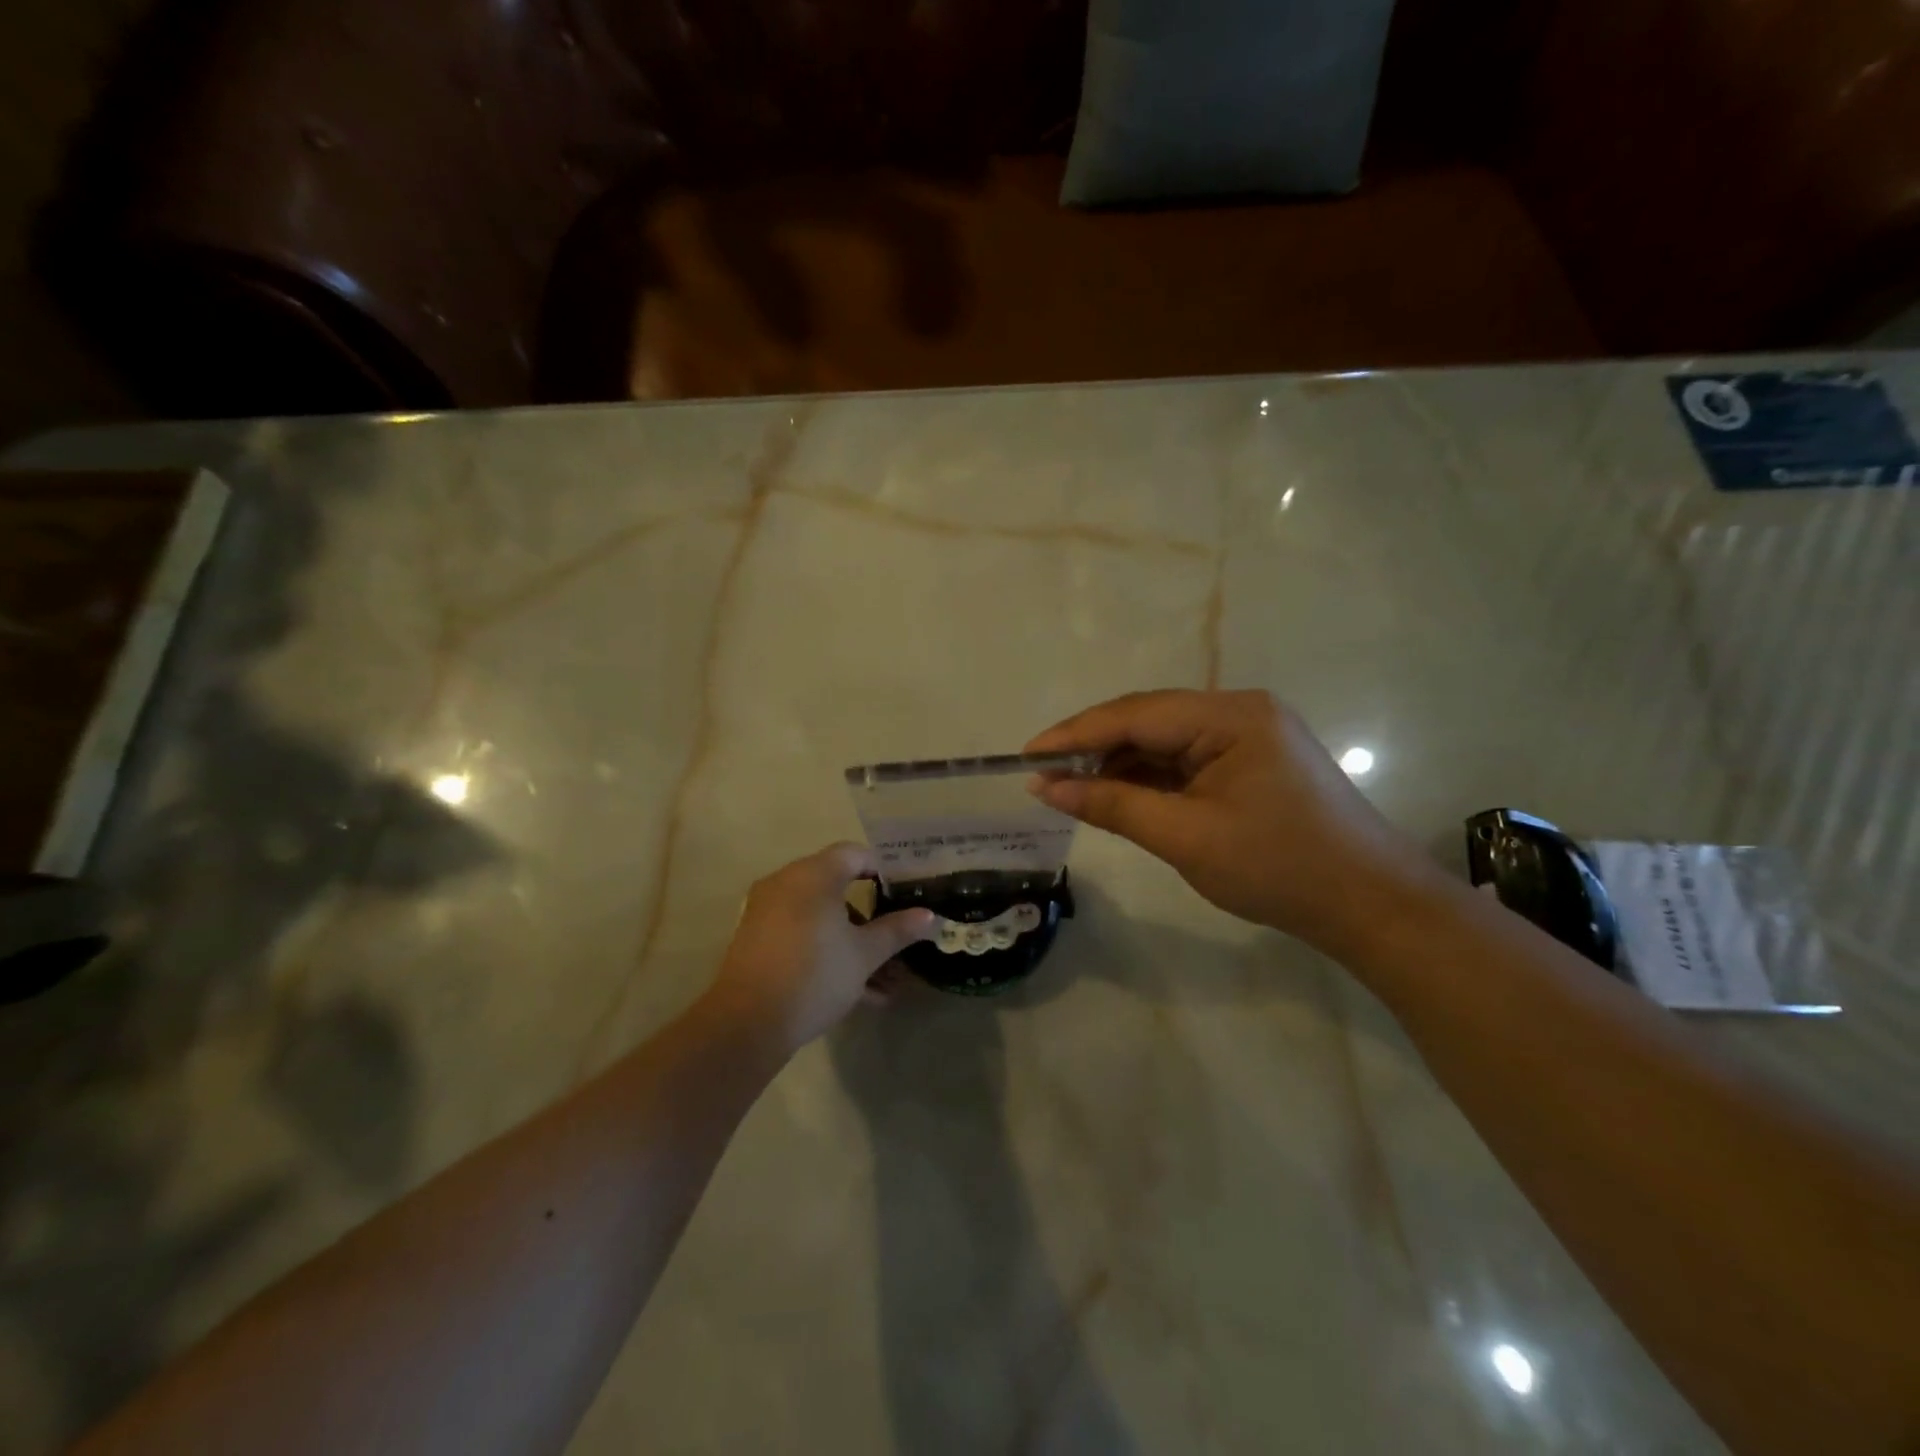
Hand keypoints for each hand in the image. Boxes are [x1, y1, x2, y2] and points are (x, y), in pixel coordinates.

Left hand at [705, 842, 936, 1055]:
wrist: (747, 1023)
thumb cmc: (815, 975)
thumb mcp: (865, 954)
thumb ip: (897, 930)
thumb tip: (930, 916)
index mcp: (813, 875)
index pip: (854, 853)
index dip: (882, 869)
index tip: (904, 893)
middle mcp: (786, 883)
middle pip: (837, 886)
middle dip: (871, 916)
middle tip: (897, 937)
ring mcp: (768, 911)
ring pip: (821, 917)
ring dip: (853, 942)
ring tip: (885, 981)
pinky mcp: (757, 940)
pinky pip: (802, 934)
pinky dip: (827, 951)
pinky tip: (860, 992)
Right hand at [1026, 689, 1437, 952]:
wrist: (1371, 906)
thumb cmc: (1278, 869)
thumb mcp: (1185, 838)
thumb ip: (1113, 805)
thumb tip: (1047, 787)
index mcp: (1231, 716)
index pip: (1136, 714)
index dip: (1076, 733)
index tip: (1027, 754)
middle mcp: (1239, 711)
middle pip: (1149, 719)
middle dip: (1094, 746)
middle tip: (1043, 775)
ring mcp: (1249, 735)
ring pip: (1165, 740)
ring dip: (1120, 763)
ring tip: (1072, 788)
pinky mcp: (1252, 762)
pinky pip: (1186, 760)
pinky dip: (1149, 777)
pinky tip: (1119, 794)